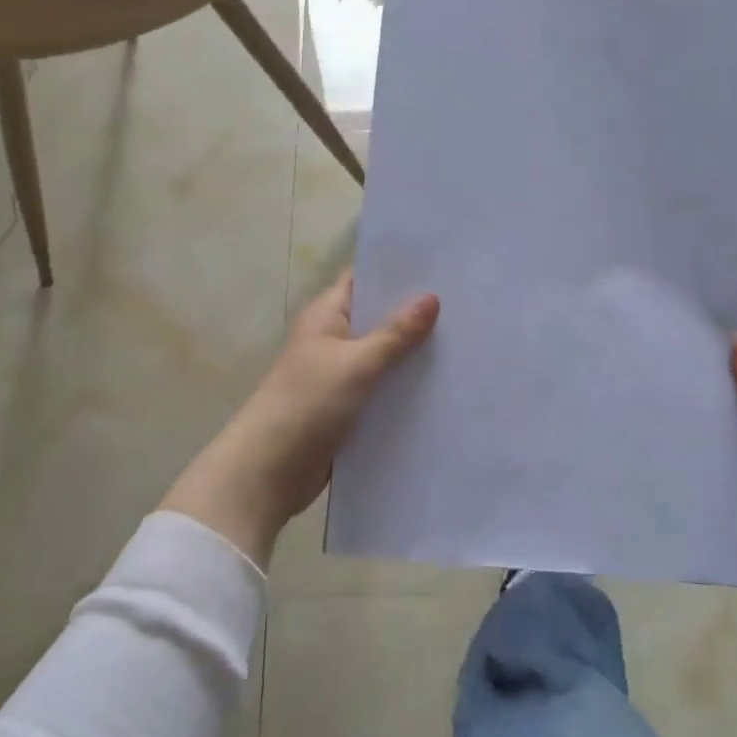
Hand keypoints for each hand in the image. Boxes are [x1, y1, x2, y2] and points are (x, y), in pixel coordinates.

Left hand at [165, 271, 438, 565]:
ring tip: (466, 341)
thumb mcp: (356, 364)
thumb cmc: (307, 404)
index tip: (442, 264)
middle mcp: (332, 340)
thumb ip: (395, 333)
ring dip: (414, 353)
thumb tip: (431, 297)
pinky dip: (404, 387)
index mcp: (326, 316)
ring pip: (384, 356)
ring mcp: (339, 375)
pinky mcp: (347, 408)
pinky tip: (443, 386)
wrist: (268, 472)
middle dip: (415, 313)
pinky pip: (382, 389)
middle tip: (467, 303)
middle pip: (378, 318)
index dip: (398, 270)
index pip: (364, 279)